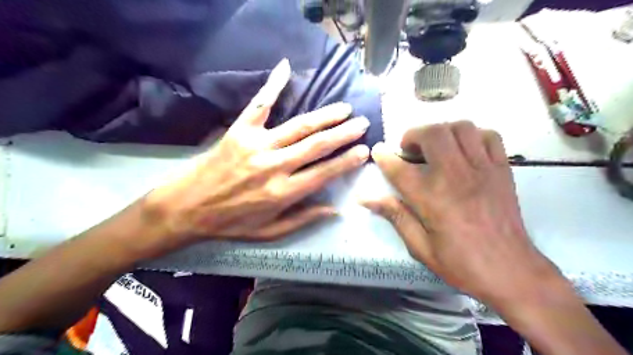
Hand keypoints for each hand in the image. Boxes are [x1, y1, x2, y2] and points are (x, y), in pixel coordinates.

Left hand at [146, 58, 369, 241]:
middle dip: (343, 134)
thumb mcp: (269, 232)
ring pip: (299, 126)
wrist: (186, 208)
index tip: (364, 150)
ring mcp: (256, 145)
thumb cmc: (230, 223)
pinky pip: (259, 104)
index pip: (324, 173)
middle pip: (316, 145)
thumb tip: (335, 210)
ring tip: (344, 109)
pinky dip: (273, 85)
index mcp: (282, 192)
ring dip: (325, 116)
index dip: (346, 161)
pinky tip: (285, 68)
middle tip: (362, 123)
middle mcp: (274, 166)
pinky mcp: (239, 131)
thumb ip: (303, 219)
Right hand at [364, 122, 560, 307]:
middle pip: (433, 134)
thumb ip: (394, 215)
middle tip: (409, 151)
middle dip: (413, 135)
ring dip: (442, 132)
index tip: (378, 151)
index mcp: (431, 197)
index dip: (384, 156)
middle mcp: (455, 175)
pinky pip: (489, 136)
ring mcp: (482, 169)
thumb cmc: (461, 263)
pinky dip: (472, 136)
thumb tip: (365, 198)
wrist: (511, 272)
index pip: (399, 167)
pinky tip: (464, 151)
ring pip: (461, 127)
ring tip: (435, 148)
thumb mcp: (419, 246)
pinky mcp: (502, 169)